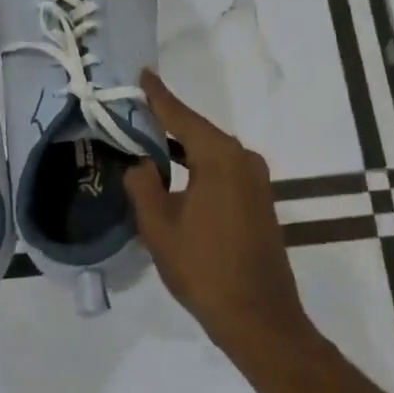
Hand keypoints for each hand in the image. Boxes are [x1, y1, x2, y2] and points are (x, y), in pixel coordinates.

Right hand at [123, 70, 313, 356]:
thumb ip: (143, 185)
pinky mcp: (259, 200)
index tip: (141, 74)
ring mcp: (256, 181)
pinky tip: (175, 173)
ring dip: (181, 146)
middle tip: (134, 111)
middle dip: (166, 121)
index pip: (181, 116)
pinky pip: (222, 169)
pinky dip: (197, 165)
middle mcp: (244, 159)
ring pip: (211, 151)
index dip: (158, 96)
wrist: (259, 318)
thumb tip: (140, 163)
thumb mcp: (159, 227)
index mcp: (220, 158)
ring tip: (147, 140)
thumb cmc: (204, 269)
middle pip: (198, 130)